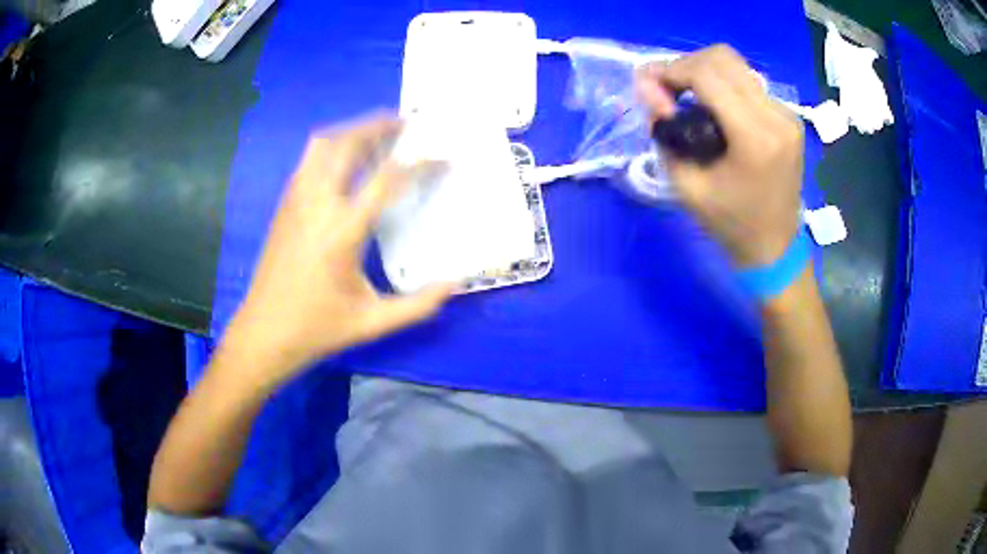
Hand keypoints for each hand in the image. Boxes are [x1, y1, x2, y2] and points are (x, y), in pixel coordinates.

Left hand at [223, 116, 454, 388]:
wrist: (264, 332)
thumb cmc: (317, 328)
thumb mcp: (372, 322)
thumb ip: (418, 304)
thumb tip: (455, 283)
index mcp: (342, 231)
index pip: (388, 179)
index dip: (421, 163)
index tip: (444, 157)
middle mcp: (316, 204)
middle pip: (349, 144)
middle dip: (381, 126)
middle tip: (408, 122)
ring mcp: (295, 200)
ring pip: (323, 145)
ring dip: (353, 131)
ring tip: (378, 134)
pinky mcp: (284, 205)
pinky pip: (310, 160)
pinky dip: (332, 147)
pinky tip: (346, 161)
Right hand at [637, 45, 803, 267]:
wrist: (775, 248)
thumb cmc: (730, 225)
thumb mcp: (686, 185)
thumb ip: (664, 132)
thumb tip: (647, 89)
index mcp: (755, 138)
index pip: (706, 74)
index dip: (670, 71)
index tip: (649, 86)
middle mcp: (776, 116)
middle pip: (723, 58)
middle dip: (685, 65)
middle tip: (667, 90)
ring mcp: (787, 115)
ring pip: (736, 65)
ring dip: (703, 72)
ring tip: (686, 96)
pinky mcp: (789, 118)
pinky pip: (748, 83)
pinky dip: (723, 85)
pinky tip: (713, 107)